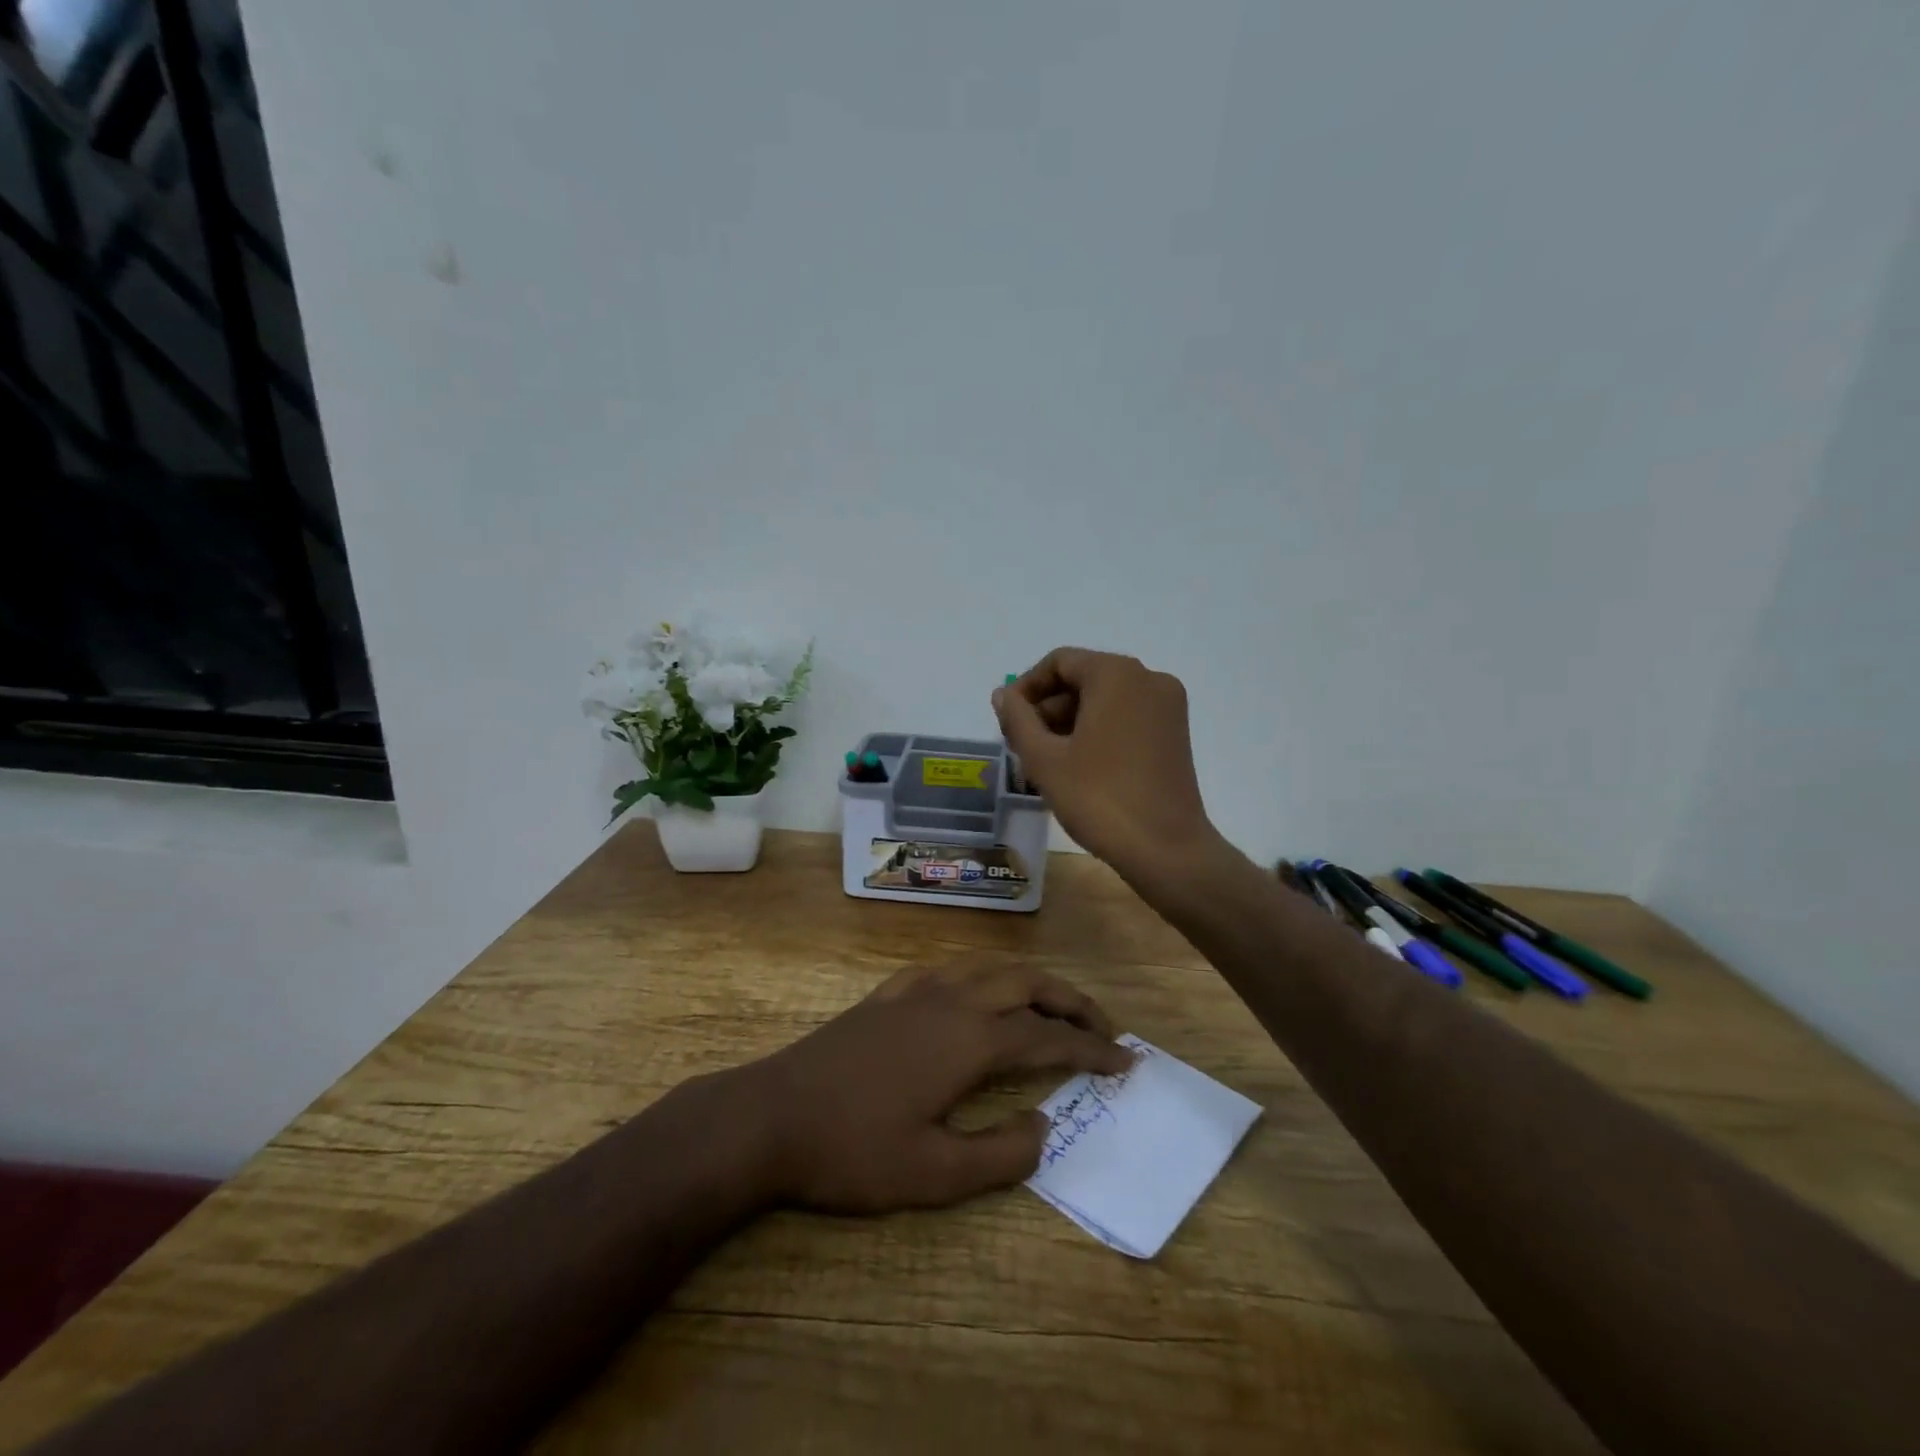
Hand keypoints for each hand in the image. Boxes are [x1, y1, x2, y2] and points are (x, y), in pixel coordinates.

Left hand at [743, 958, 1132, 1213]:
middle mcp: (951, 1001)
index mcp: (969, 1040)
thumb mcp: (934, 1174)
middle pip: (1026, 984)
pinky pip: (948, 970)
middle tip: (1103, 1027)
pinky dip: (980, 975)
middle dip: (1071, 1001)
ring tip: (1051, 1004)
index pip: (1047, 1037)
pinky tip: (975, 993)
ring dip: (1029, 982)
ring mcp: (915, 991)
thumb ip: (1001, 1153)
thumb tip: (1045, 1124)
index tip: (1126, 1061)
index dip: (1092, 1049)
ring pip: (989, 967)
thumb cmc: (853, 1150)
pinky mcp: (887, 995)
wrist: (770, 1116)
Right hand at [993, 647, 1218, 884]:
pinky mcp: (1175, 734)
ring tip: (1044, 762)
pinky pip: (1126, 718)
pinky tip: (1076, 766)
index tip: (1007, 721)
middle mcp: (1148, 679)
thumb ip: (1017, 719)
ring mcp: (1167, 707)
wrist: (1166, 850)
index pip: (1060, 662)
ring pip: (1104, 700)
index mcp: (1117, 674)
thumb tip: (1003, 694)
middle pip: (1084, 679)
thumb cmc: (1099, 798)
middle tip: (1021, 746)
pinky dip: (1097, 732)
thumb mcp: (1044, 759)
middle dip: (1048, 708)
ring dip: (1069, 723)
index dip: (1026, 688)